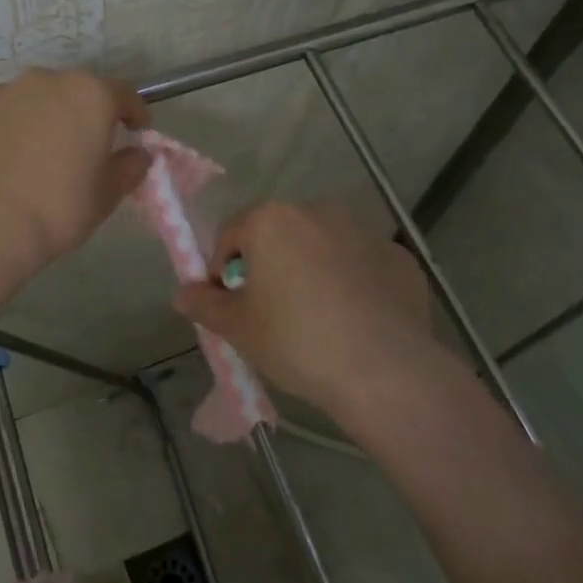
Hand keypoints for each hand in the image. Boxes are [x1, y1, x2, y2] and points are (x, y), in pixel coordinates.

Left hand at [0, 68, 152, 279]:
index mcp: (90, 95)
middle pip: (75, 91)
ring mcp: (4, 92)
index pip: (124, 94)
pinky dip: (8, 129)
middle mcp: (47, 80)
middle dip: (84, 113)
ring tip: (39, 154)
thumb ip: (131, 166)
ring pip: (35, 100)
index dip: (134, 112)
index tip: (137, 131)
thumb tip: (138, 154)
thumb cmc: (59, 207)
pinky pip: (1, 114)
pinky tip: (5, 160)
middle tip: (84, 146)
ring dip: (44, 118)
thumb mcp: (109, 193)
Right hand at [173, 201, 434, 421]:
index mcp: (273, 219)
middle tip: (270, 313)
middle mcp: (318, 212)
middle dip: (269, 266)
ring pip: (322, 247)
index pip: (230, 234)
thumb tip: (182, 294)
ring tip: (317, 319)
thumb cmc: (296, 340)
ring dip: (312, 270)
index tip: (230, 305)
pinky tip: (356, 322)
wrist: (383, 371)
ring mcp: (364, 232)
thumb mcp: (238, 328)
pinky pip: (362, 265)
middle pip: (278, 235)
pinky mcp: (399, 257)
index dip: (222, 270)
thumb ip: (204, 305)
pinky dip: (354, 284)